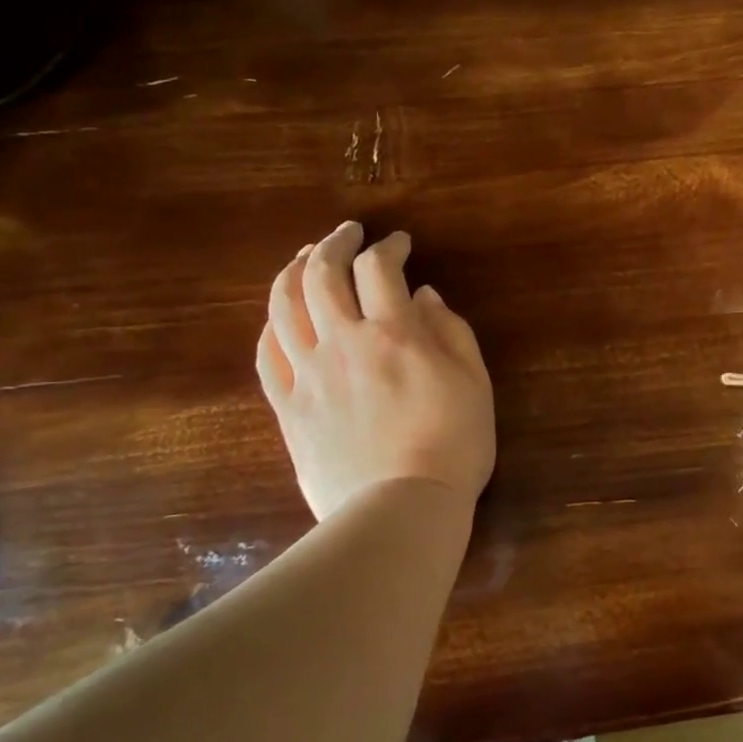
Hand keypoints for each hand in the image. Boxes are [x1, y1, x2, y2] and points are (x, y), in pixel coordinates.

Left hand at [256, 222, 495, 519]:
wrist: (402, 508)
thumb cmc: (454, 445)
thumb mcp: (475, 383)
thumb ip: (452, 332)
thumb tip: (424, 297)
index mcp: (394, 335)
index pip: (380, 269)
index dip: (389, 247)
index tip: (399, 243)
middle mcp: (343, 343)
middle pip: (322, 275)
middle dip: (333, 243)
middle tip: (346, 233)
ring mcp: (308, 375)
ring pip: (284, 306)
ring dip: (293, 271)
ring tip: (305, 258)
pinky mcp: (288, 407)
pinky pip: (267, 354)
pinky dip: (271, 324)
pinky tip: (281, 316)